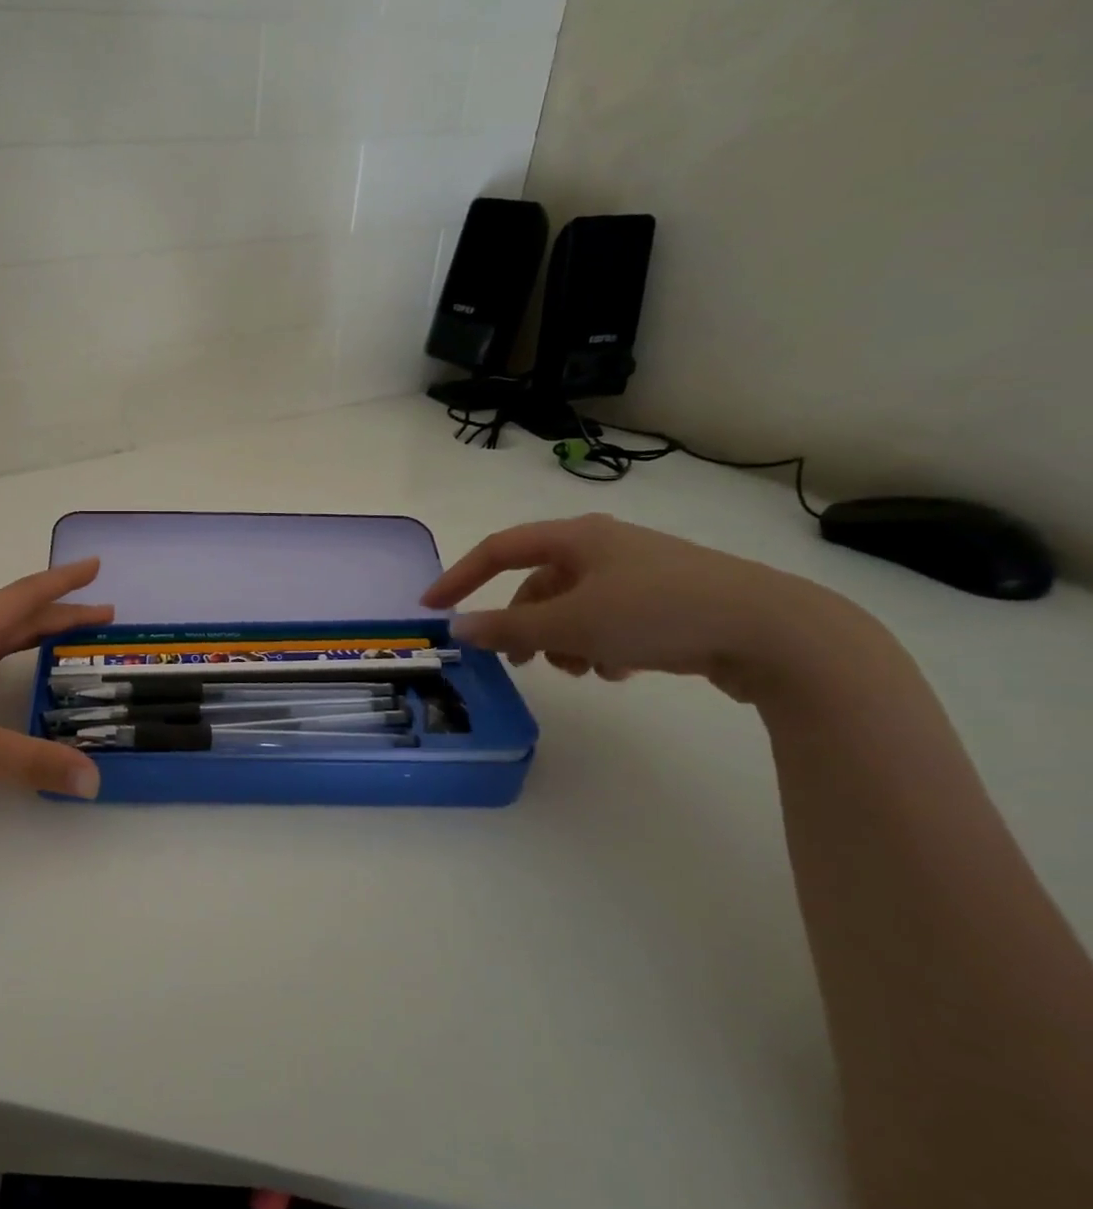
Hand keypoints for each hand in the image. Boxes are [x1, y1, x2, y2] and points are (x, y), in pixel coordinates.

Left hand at [0, 558, 112, 813]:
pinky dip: (6, 659)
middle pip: (13, 617)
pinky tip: (5, 675)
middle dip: (59, 612)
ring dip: (32, 634)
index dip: (63, 582)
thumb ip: (32, 764)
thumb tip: (92, 779)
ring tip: (63, 639)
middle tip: (101, 614)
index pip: (23, 599)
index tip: (95, 567)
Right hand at [422, 514, 871, 702]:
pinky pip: (609, 620)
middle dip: (523, 624)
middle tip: (517, 661)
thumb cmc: (658, 614)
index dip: (459, 577)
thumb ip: (508, 627)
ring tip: (581, 671)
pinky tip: (619, 671)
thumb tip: (458, 627)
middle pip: (538, 583)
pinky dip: (599, 645)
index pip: (498, 550)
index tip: (432, 608)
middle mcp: (604, 547)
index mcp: (577, 537)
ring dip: (562, 640)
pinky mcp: (668, 600)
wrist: (775, 632)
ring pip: (573, 606)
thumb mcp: (571, 624)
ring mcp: (639, 573)